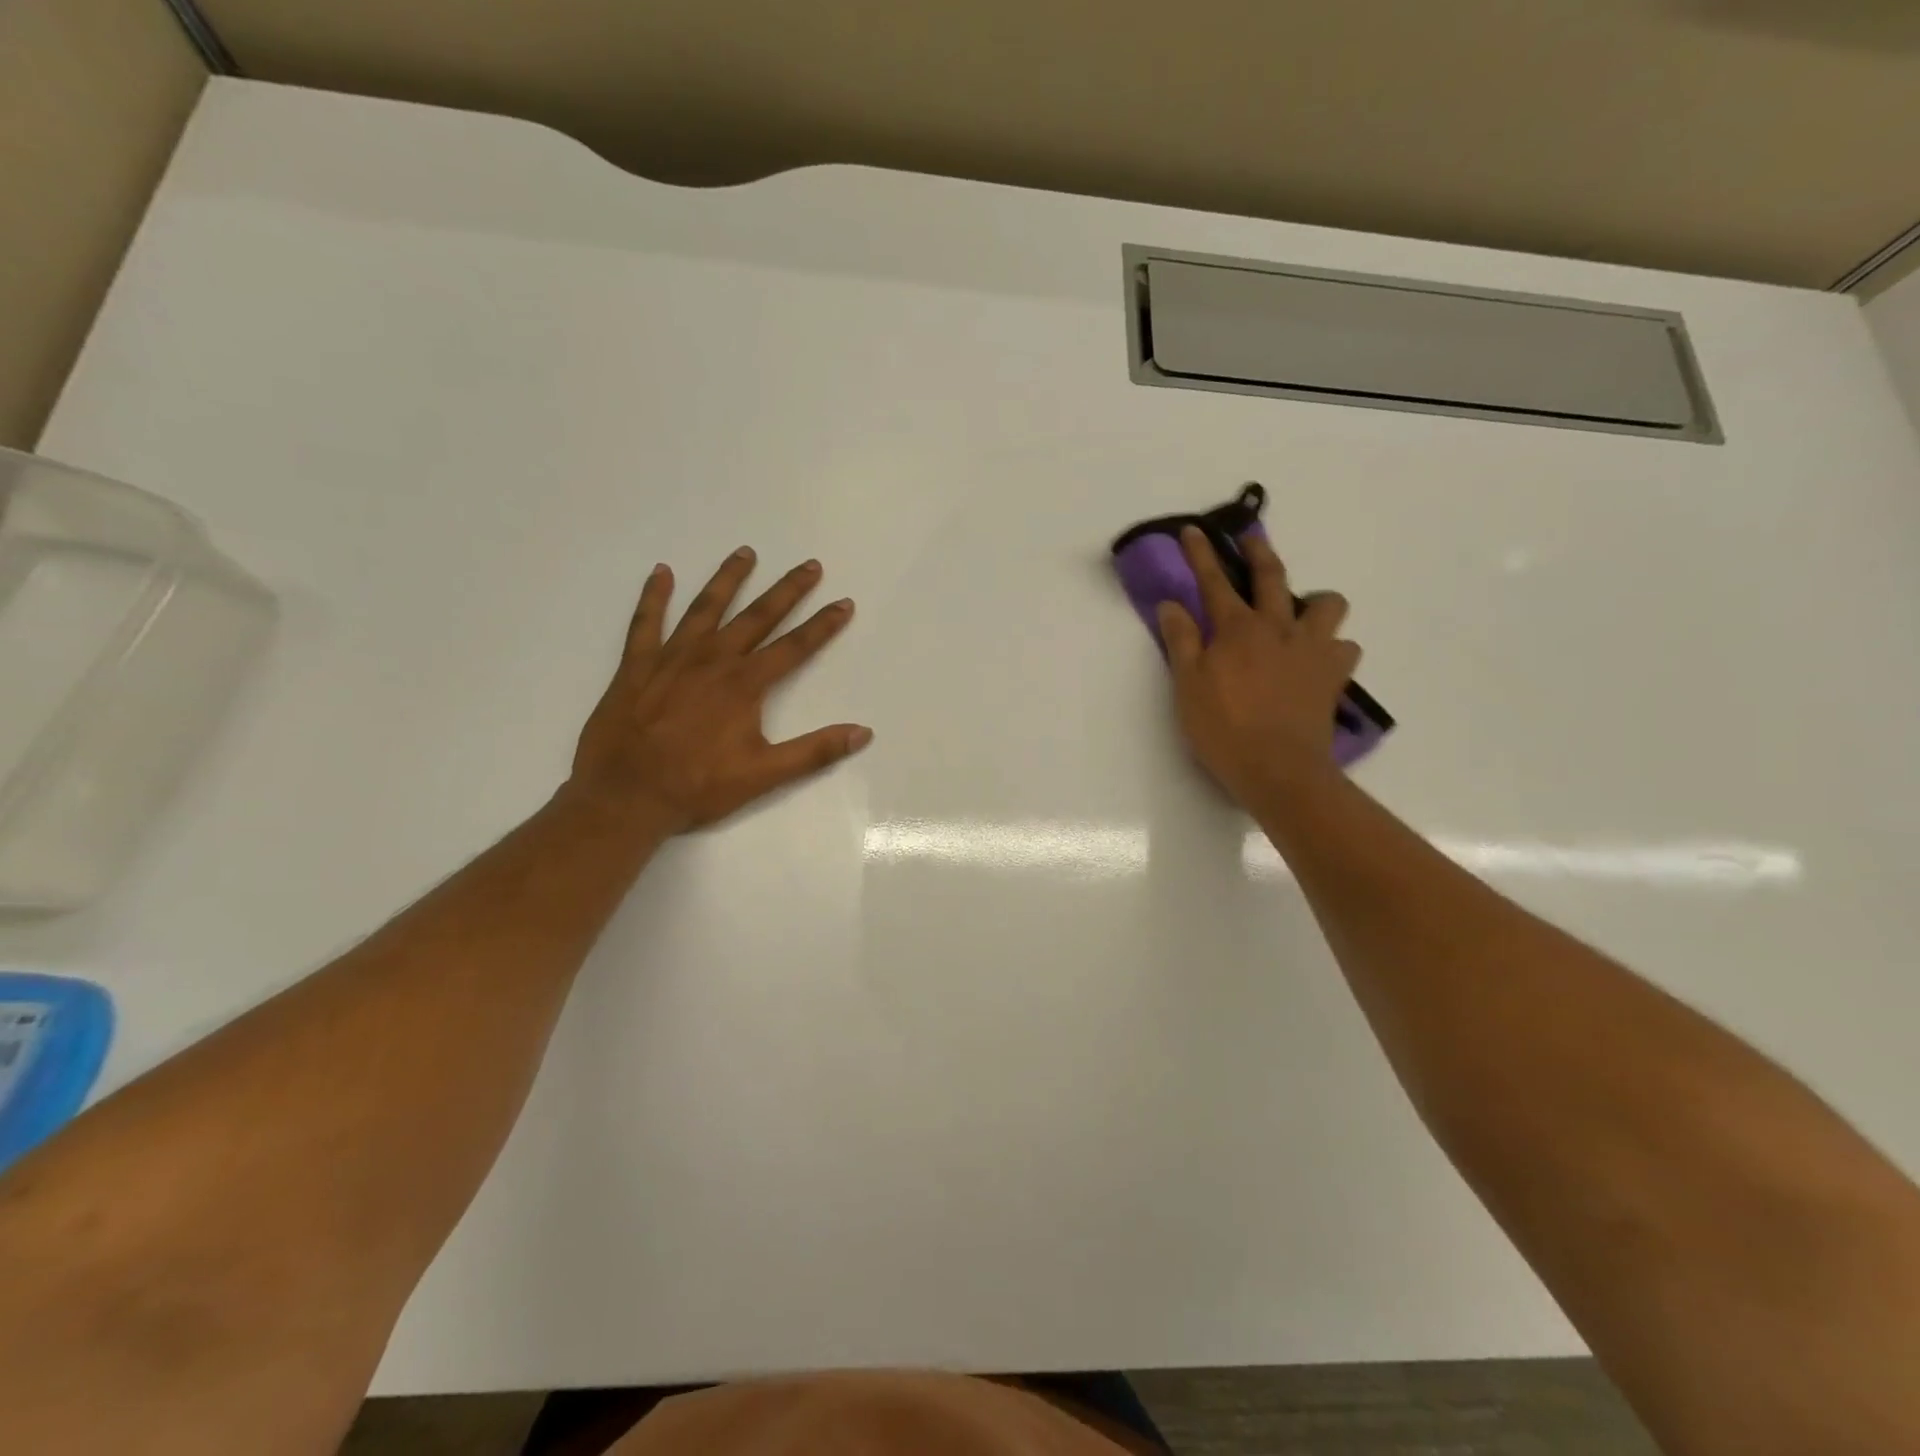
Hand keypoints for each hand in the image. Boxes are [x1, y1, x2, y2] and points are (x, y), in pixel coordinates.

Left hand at [568, 548, 870, 833]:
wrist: (624, 796)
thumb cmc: (698, 786)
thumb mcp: (765, 774)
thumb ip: (815, 751)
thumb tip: (863, 733)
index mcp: (744, 684)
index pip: (794, 647)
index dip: (823, 625)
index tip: (844, 603)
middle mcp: (712, 660)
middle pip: (757, 616)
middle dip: (787, 590)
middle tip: (809, 565)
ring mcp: (671, 658)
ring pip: (705, 608)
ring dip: (728, 579)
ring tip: (746, 552)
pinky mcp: (636, 666)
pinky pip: (646, 622)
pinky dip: (653, 596)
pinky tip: (662, 573)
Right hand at [1158, 526, 1360, 806]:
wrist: (1279, 769)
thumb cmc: (1223, 729)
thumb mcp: (1187, 686)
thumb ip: (1181, 641)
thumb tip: (1171, 604)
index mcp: (1236, 630)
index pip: (1214, 582)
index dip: (1201, 554)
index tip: (1194, 530)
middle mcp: (1277, 628)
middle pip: (1271, 576)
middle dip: (1258, 552)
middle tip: (1251, 538)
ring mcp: (1312, 649)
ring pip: (1327, 604)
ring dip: (1314, 602)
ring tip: (1301, 615)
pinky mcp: (1333, 674)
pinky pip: (1345, 647)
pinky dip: (1334, 647)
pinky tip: (1320, 660)